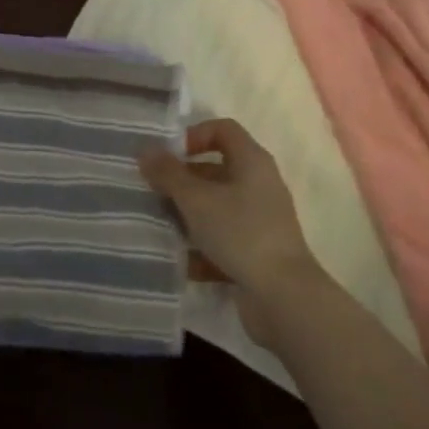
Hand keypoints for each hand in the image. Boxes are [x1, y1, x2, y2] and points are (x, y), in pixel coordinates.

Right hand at [139, 118, 323, 344]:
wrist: (284, 299)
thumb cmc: (240, 233)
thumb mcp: (196, 199)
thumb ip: (168, 173)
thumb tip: (145, 150)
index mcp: (252, 161)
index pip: (222, 129)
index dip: (193, 135)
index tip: (168, 156)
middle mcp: (259, 185)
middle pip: (215, 170)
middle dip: (182, 181)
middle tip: (154, 192)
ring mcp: (260, 221)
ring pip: (216, 207)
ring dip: (188, 216)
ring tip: (160, 226)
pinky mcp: (257, 253)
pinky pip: (223, 240)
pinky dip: (203, 248)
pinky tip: (181, 261)